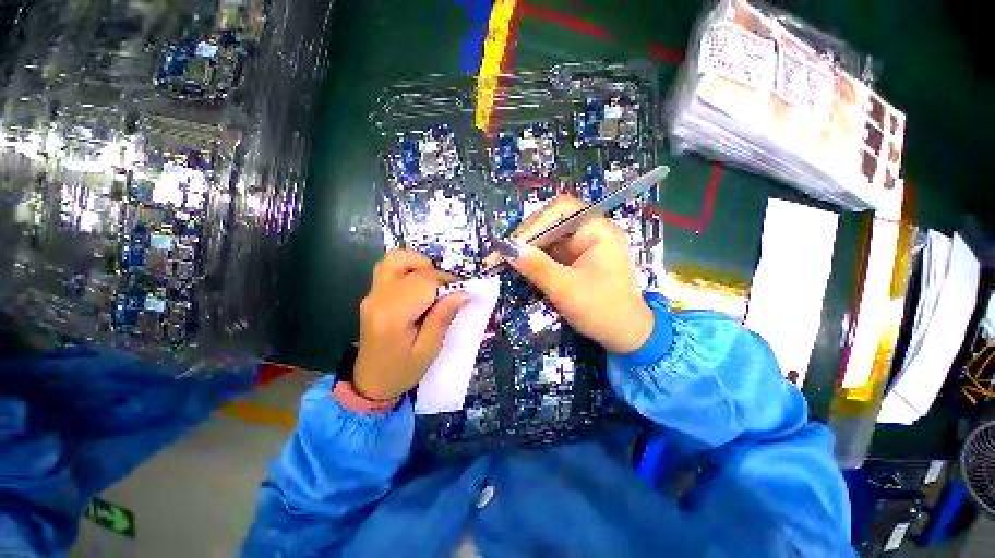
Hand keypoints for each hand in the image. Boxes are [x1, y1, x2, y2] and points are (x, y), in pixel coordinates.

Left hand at [352, 250, 469, 399]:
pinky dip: (409, 270)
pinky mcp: (372, 295)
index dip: (447, 281)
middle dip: (434, 272)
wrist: (369, 383)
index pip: (423, 280)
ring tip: (432, 284)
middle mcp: (378, 298)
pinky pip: (390, 269)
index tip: (462, 291)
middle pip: (407, 263)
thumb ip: (443, 317)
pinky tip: (419, 288)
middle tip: (446, 290)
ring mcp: (372, 294)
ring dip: (418, 265)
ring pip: (394, 259)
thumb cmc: (402, 371)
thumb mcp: (429, 349)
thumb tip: (464, 292)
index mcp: (393, 315)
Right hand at [488, 195, 653, 353]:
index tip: (513, 243)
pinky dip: (533, 260)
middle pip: (551, 223)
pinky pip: (549, 254)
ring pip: (547, 239)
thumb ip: (535, 266)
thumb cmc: (602, 309)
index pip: (561, 210)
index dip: (535, 222)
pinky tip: (518, 266)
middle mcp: (589, 233)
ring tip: (503, 260)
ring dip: (526, 250)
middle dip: (526, 238)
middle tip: (501, 254)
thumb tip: (505, 248)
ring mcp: (581, 247)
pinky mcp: (574, 261)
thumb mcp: (565, 288)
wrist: (626, 336)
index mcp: (597, 230)